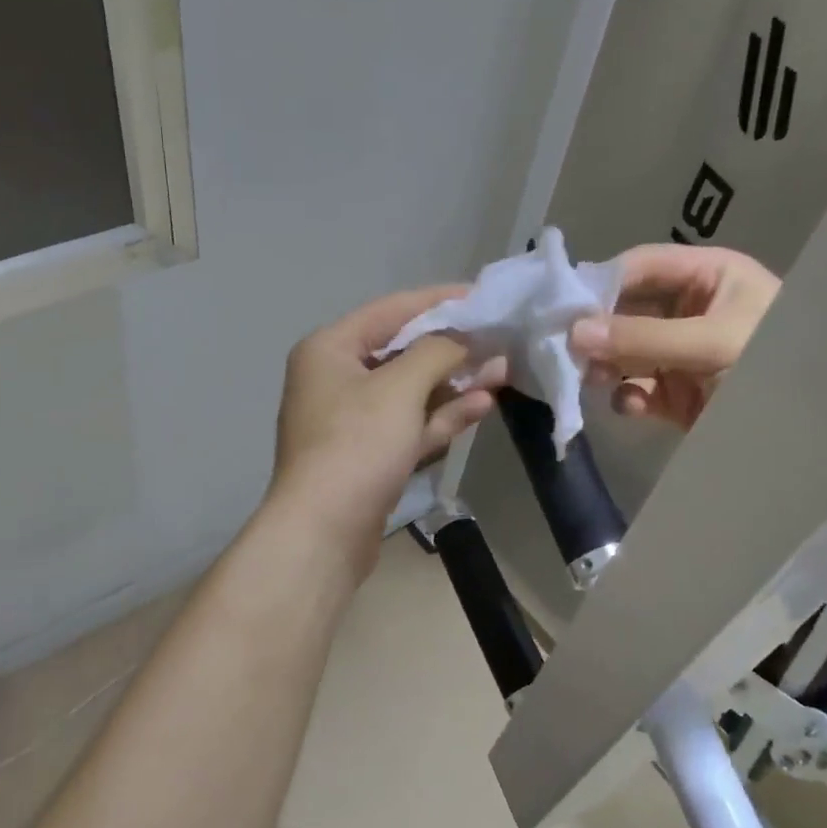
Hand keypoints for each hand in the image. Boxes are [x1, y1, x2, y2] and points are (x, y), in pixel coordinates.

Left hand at [268, 286, 503, 573]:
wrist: (324, 531)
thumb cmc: (357, 445)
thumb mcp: (400, 388)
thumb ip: (437, 352)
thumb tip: (463, 338)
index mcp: (330, 349)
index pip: (391, 310)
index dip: (440, 301)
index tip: (484, 296)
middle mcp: (336, 378)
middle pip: (402, 351)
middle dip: (453, 348)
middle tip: (501, 338)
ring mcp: (351, 421)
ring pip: (410, 391)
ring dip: (454, 383)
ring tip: (502, 370)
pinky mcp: (369, 456)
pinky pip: (409, 424)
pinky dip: (441, 415)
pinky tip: (482, 405)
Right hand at [569, 244, 780, 427]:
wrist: (810, 430)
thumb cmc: (772, 361)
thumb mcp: (710, 341)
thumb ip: (641, 336)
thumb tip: (573, 333)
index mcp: (708, 277)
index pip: (642, 267)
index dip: (602, 282)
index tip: (563, 306)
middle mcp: (690, 311)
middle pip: (627, 311)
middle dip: (598, 331)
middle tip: (565, 349)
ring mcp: (681, 355)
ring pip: (626, 353)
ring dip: (606, 366)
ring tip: (591, 379)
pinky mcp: (676, 395)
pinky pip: (638, 389)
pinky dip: (627, 397)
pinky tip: (628, 404)